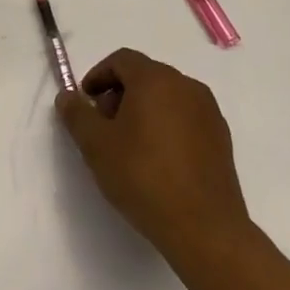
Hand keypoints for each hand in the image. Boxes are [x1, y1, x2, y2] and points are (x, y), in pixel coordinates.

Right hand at [56, 48, 252, 258]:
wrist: (205, 229)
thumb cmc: (144, 177)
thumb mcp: (96, 145)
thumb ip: (76, 114)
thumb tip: (67, 97)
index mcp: (155, 79)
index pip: (121, 60)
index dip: (98, 75)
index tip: (86, 102)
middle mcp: (186, 86)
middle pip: (145, 76)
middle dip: (119, 94)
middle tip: (104, 126)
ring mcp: (209, 113)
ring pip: (167, 97)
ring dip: (143, 110)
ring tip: (130, 146)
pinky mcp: (222, 139)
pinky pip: (186, 119)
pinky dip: (167, 127)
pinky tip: (158, 160)